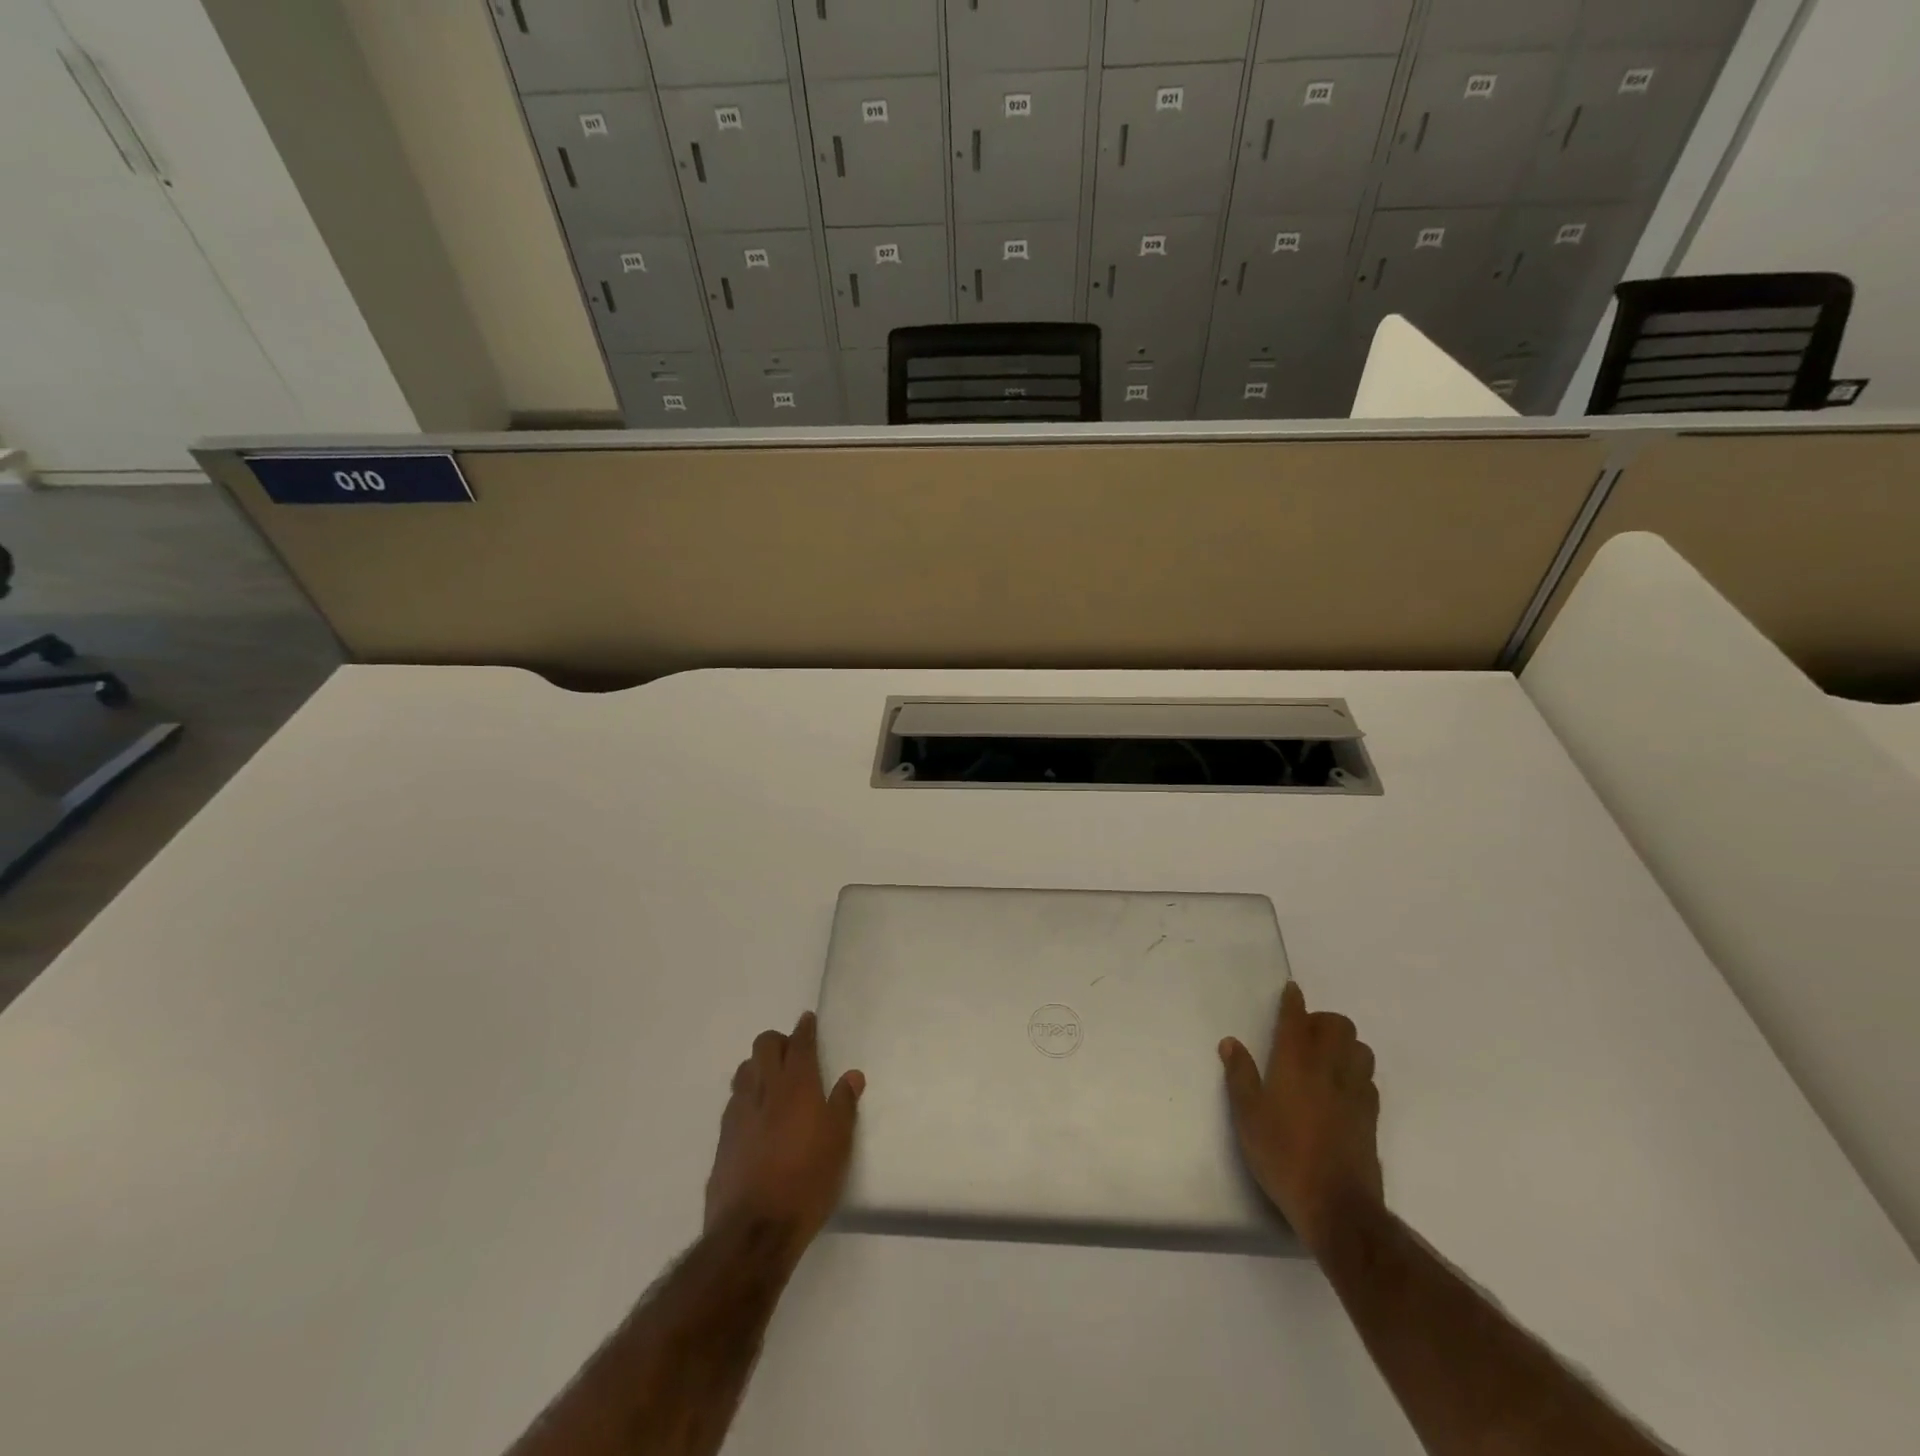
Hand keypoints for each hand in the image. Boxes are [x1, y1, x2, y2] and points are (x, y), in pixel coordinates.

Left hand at [705, 1011, 864, 1252]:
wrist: (753, 1229)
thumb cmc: (807, 1180)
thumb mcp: (839, 1142)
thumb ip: (844, 1104)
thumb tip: (852, 1075)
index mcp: (796, 1084)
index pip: (799, 1043)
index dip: (804, 1028)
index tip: (808, 1020)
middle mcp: (764, 1089)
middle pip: (764, 1045)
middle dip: (778, 1041)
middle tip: (793, 1052)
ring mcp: (738, 1112)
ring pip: (745, 1070)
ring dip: (758, 1066)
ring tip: (773, 1082)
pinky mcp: (723, 1138)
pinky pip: (734, 1101)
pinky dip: (747, 1096)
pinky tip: (756, 1116)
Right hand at [1220, 980, 1382, 1254]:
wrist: (1336, 1205)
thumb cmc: (1282, 1155)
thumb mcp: (1247, 1116)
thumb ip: (1240, 1076)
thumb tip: (1231, 1042)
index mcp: (1295, 1063)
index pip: (1296, 1019)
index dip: (1294, 1001)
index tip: (1292, 990)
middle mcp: (1329, 1069)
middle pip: (1338, 1025)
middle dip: (1322, 1021)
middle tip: (1303, 1034)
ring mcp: (1355, 1092)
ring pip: (1360, 1049)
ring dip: (1345, 1044)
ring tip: (1325, 1058)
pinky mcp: (1371, 1117)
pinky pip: (1368, 1079)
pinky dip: (1356, 1073)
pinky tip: (1342, 1089)